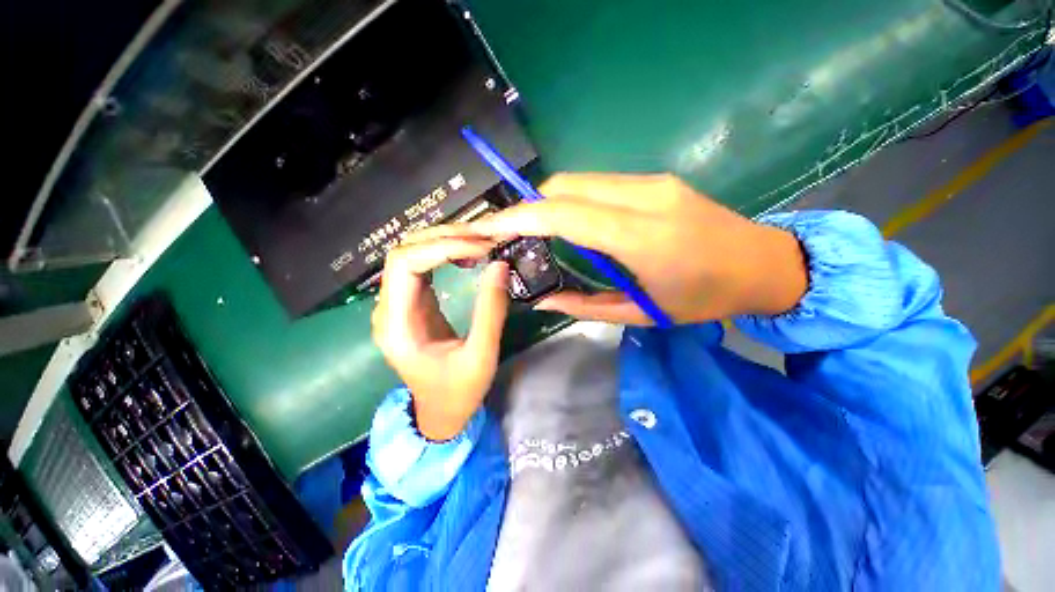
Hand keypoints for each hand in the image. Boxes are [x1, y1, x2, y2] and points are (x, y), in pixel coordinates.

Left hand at [371, 234, 509, 440]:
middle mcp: (389, 309)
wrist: (441, 412)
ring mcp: (399, 304)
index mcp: (397, 325)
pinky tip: (468, 255)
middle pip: (404, 252)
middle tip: (483, 239)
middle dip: (443, 238)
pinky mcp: (414, 303)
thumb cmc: (459, 392)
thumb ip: (491, 311)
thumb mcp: (481, 355)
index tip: (481, 249)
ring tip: (478, 242)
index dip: (442, 247)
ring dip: (444, 242)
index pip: (405, 264)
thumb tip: (500, 265)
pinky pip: (423, 267)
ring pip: (412, 254)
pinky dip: (445, 254)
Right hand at [465, 173, 807, 324]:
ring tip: (533, 230)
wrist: (764, 265)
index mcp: (644, 238)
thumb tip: (541, 299)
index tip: (491, 228)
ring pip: (580, 181)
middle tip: (510, 234)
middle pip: (566, 187)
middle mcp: (645, 197)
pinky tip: (568, 223)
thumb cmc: (704, 300)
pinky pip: (599, 184)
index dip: (521, 217)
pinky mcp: (656, 180)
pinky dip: (571, 200)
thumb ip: (584, 305)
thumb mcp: (641, 314)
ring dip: (548, 202)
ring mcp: (653, 182)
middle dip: (529, 207)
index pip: (565, 214)